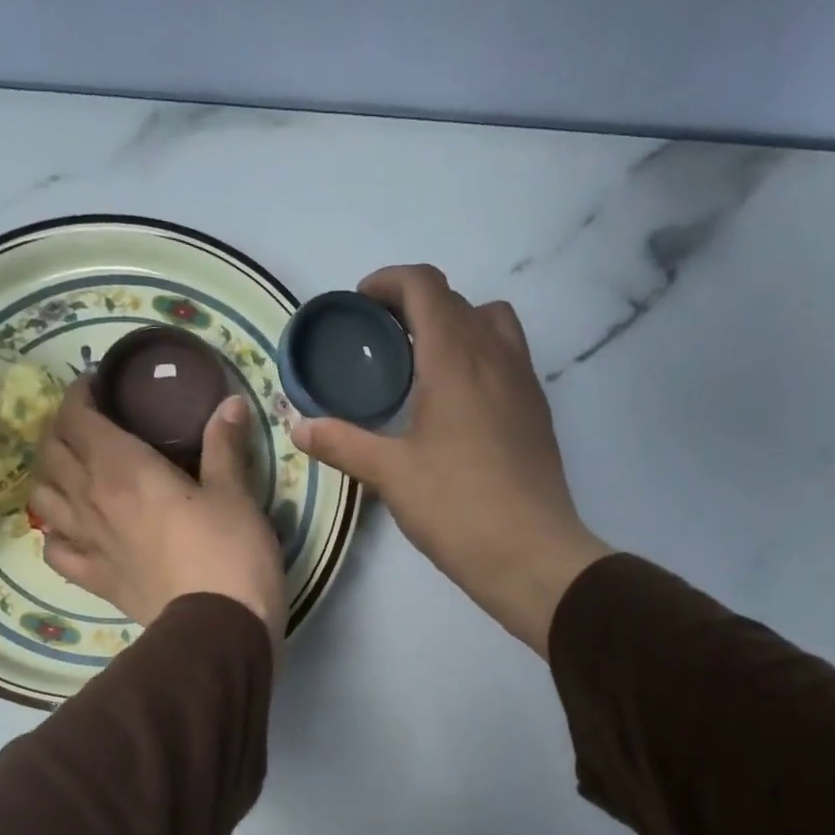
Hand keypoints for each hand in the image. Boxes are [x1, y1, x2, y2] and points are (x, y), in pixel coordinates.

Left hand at [29, 383, 285, 648]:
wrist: (219, 629)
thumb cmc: (231, 553)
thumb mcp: (235, 495)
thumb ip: (224, 446)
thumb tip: (229, 402)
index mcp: (123, 468)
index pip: (77, 417)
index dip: (81, 395)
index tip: (100, 387)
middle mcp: (92, 499)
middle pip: (52, 451)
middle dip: (64, 428)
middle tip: (92, 424)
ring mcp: (87, 542)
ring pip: (41, 496)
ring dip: (50, 475)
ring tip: (74, 470)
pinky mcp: (94, 579)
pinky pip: (54, 549)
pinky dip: (55, 531)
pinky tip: (72, 527)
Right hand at [292, 265, 609, 655]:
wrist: (530, 552)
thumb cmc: (456, 507)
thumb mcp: (391, 475)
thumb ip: (343, 443)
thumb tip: (297, 426)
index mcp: (455, 358)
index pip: (425, 286)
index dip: (390, 282)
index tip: (361, 303)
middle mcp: (495, 356)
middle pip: (458, 301)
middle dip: (416, 305)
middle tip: (383, 341)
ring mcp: (524, 382)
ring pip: (493, 323)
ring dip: (457, 326)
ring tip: (425, 365)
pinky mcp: (537, 412)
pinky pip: (509, 358)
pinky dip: (481, 357)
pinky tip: (458, 405)